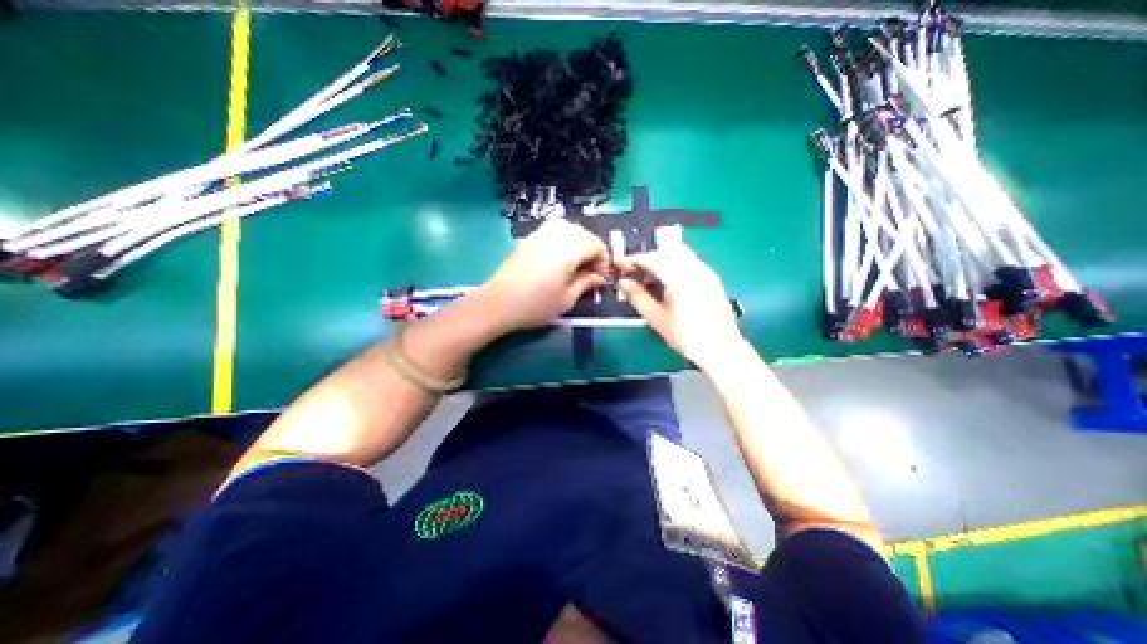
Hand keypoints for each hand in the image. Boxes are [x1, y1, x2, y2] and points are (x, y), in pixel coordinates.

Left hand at [477, 219, 608, 334]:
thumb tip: (599, 278)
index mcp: (570, 247)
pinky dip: (563, 243)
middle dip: (591, 252)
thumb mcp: (568, 298)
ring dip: (577, 246)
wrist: (499, 302)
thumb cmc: (537, 303)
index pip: (597, 245)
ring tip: (574, 267)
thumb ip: (587, 283)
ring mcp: (541, 233)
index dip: (603, 262)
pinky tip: (558, 261)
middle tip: (589, 274)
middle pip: (584, 235)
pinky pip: (554, 232)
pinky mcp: (529, 238)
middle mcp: (557, 233)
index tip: (600, 280)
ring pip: (569, 230)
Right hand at [619, 245, 743, 370]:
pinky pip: (692, 263)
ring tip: (654, 279)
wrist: (719, 348)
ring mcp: (706, 273)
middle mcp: (694, 269)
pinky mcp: (713, 280)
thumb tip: (623, 282)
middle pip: (669, 249)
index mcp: (678, 277)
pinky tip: (672, 285)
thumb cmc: (685, 335)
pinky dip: (678, 266)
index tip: (623, 265)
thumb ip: (637, 297)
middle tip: (639, 271)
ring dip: (665, 260)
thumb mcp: (656, 317)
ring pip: (682, 254)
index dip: (634, 260)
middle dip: (652, 256)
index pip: (652, 259)